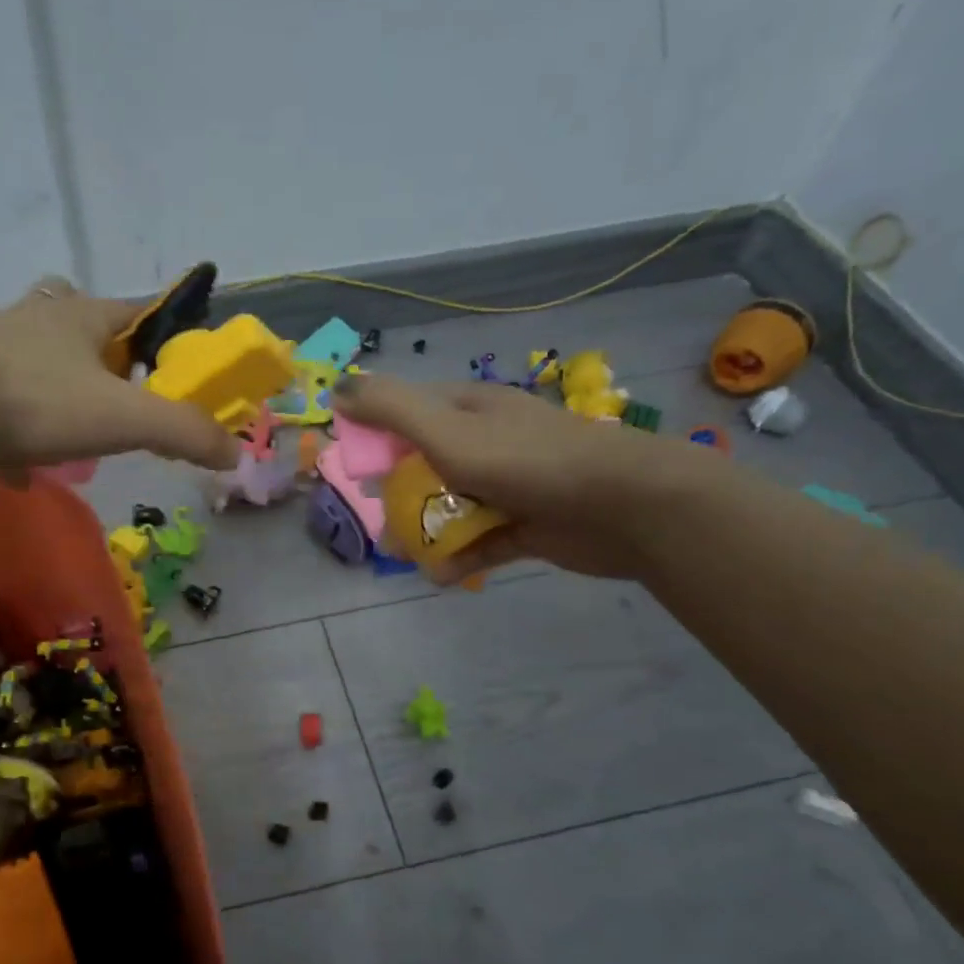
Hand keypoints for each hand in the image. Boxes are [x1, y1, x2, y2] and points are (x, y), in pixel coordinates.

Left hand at [0, 276, 240, 472]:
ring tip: (75, 431)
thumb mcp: (124, 418)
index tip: (178, 364)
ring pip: (36, 362)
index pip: (137, 310)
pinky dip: (15, 435)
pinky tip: (21, 470)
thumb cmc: (37, 401)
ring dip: (59, 391)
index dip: (165, 332)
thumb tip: (235, 453)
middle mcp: (36, 320)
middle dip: (105, 357)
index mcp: (81, 316)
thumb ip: (184, 432)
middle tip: (122, 396)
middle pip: (81, 326)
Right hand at [334, 374, 713, 579]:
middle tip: (382, 523)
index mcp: (468, 410)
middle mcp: (487, 442)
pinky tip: (442, 575)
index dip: (376, 439)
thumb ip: (391, 409)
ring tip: (409, 557)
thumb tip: (338, 387)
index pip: (407, 414)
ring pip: (451, 507)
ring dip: (426, 532)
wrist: (625, 506)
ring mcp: (509, 485)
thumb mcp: (447, 430)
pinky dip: (460, 556)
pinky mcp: (527, 525)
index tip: (355, 471)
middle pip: (425, 466)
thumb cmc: (527, 461)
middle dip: (399, 496)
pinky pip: (481, 540)